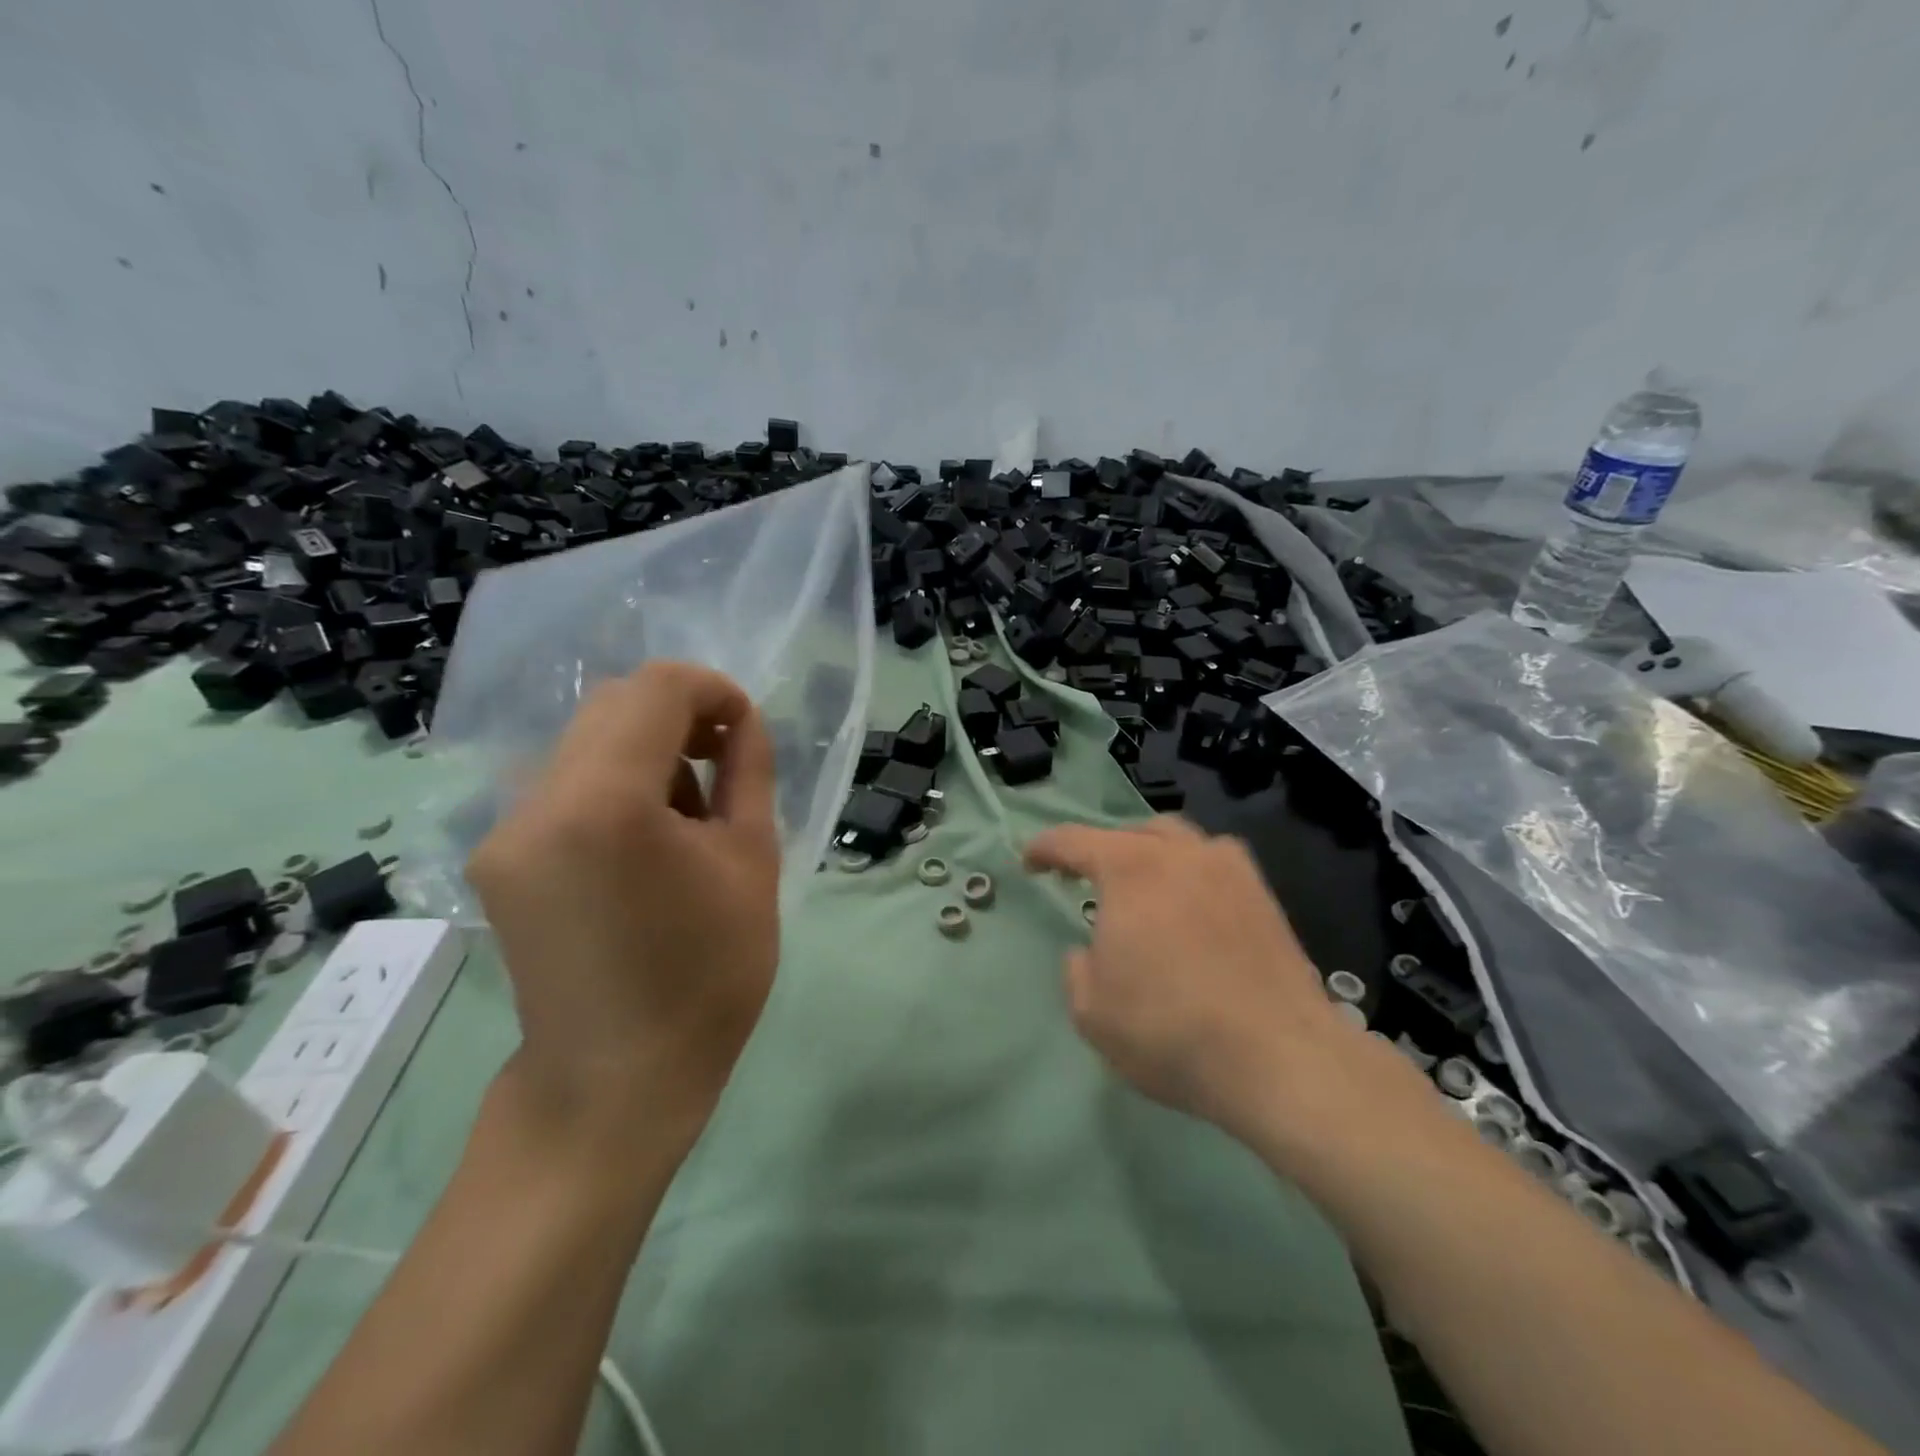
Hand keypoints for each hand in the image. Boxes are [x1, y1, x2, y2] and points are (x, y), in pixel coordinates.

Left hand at [467, 662, 779, 1146]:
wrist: (615, 1081)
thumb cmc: (706, 976)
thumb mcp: (752, 862)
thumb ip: (748, 773)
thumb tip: (743, 723)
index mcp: (606, 805)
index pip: (656, 690)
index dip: (713, 691)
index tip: (746, 729)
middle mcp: (537, 804)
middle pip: (613, 705)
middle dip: (680, 715)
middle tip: (726, 761)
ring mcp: (505, 831)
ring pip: (586, 742)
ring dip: (647, 750)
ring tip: (689, 813)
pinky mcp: (497, 858)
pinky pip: (564, 785)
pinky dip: (615, 784)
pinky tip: (646, 839)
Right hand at [1025, 817, 1426, 1157]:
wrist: (1280, 1058)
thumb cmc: (1170, 1031)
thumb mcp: (1092, 1011)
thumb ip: (1077, 969)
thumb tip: (1090, 951)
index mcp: (1130, 869)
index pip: (1074, 841)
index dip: (1045, 848)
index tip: (1030, 862)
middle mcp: (1180, 853)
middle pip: (1131, 832)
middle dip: (1102, 850)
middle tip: (1088, 879)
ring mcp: (1229, 869)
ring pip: (1179, 839)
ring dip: (1151, 853)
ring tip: (1143, 886)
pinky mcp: (1264, 896)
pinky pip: (1217, 863)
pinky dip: (1193, 872)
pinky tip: (1194, 904)